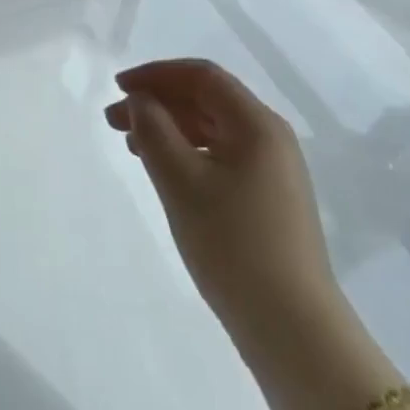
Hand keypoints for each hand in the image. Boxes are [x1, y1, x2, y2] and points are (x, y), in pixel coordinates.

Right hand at [106, 59, 336, 335]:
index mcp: (256, 123)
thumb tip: (140, 101)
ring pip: (212, 130)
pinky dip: (187, 153)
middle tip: (114, 120)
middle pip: (206, 100)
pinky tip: (164, 171)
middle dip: (157, 102)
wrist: (295, 334)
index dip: (155, 74)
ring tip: (131, 145)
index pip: (201, 76)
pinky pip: (221, 156)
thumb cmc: (234, 245)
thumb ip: (152, 128)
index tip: (118, 87)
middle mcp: (270, 138)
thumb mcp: (180, 180)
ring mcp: (274, 171)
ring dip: (169, 128)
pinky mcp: (270, 200)